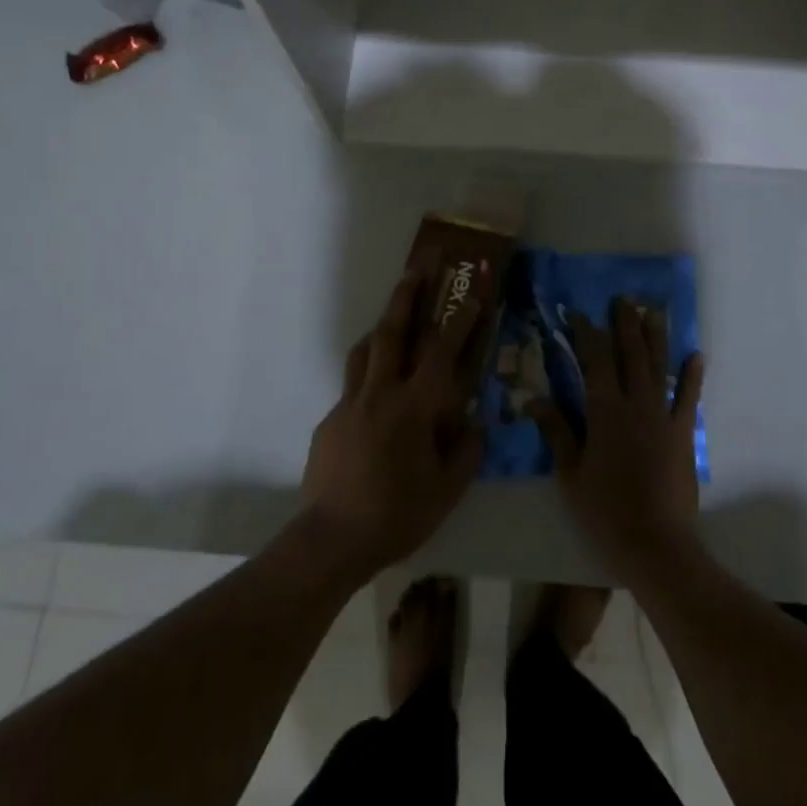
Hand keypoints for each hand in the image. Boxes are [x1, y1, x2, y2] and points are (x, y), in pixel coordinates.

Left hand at [299, 269, 485, 579]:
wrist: (332, 539)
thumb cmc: (397, 514)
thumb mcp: (448, 490)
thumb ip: (467, 452)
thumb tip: (476, 425)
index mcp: (414, 406)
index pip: (442, 351)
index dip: (461, 320)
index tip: (473, 294)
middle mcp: (380, 393)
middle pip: (393, 331)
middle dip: (408, 294)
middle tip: (419, 266)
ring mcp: (350, 404)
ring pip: (365, 350)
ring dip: (382, 326)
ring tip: (394, 315)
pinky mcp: (330, 421)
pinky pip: (352, 386)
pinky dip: (368, 376)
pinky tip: (376, 399)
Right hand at [528, 297, 705, 577]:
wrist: (655, 543)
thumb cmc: (605, 510)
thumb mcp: (570, 474)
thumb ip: (557, 432)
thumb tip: (535, 399)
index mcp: (604, 411)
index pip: (595, 361)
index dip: (588, 334)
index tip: (581, 314)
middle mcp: (636, 404)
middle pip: (631, 355)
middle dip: (625, 325)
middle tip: (624, 300)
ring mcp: (664, 417)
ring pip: (660, 367)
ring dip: (657, 337)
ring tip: (654, 312)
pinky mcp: (683, 434)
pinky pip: (690, 398)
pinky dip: (693, 376)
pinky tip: (697, 355)